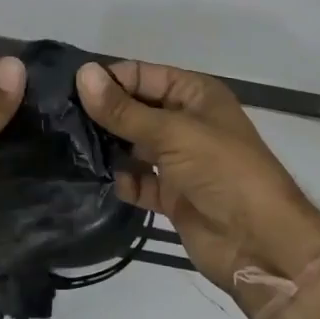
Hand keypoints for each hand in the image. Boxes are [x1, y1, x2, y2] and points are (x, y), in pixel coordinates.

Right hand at [76, 60, 319, 307]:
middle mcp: (186, 122)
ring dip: (107, 147)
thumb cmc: (223, 172)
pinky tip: (95, 179)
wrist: (261, 244)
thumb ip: (124, 110)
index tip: (67, 90)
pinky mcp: (171, 195)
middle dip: (103, 113)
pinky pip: (138, 180)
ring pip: (133, 145)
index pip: (143, 75)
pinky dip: (121, 180)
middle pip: (135, 109)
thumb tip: (83, 74)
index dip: (109, 80)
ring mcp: (179, 161)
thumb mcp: (172, 133)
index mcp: (195, 95)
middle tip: (58, 119)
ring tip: (66, 147)